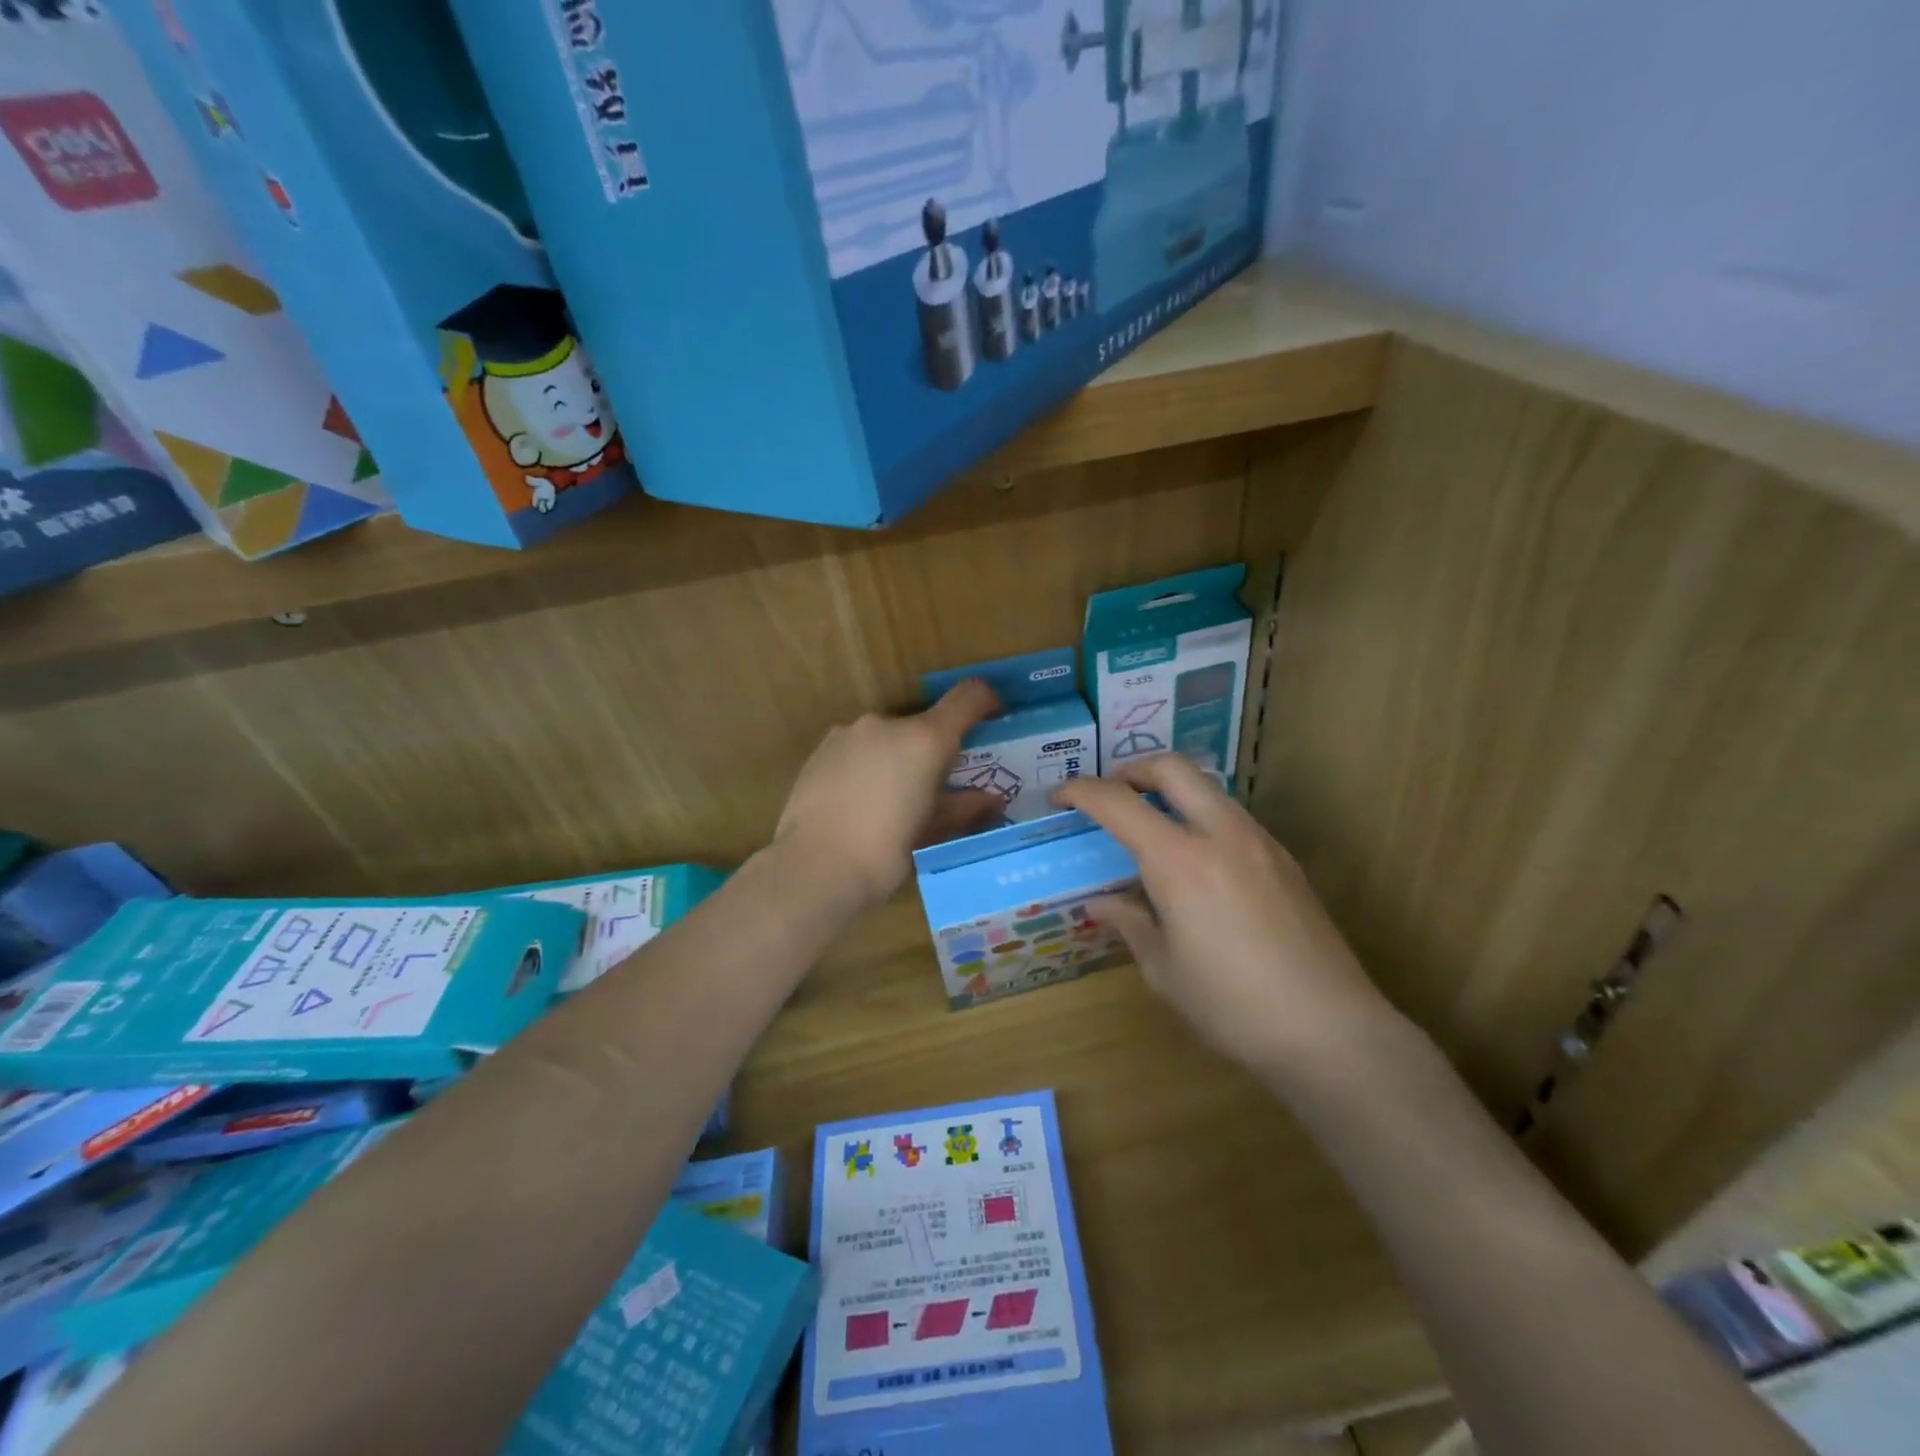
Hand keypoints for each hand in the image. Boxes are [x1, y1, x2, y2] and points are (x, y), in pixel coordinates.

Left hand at [774, 680, 1004, 909]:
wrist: (815, 867)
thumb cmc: (885, 851)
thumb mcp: (932, 831)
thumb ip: (966, 808)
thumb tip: (993, 800)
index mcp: (925, 738)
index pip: (968, 696)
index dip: (987, 701)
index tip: (992, 720)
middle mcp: (887, 723)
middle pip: (923, 724)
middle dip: (932, 750)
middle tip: (933, 789)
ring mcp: (849, 733)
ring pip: (886, 738)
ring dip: (896, 758)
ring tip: (889, 802)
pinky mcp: (820, 749)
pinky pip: (856, 749)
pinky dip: (866, 766)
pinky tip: (858, 804)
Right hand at [1055, 755, 1395, 1076]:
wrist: (1330, 1031)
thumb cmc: (1231, 1006)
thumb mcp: (1163, 969)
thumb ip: (1129, 923)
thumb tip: (1102, 903)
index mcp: (1179, 860)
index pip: (1117, 802)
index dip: (1080, 792)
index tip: (1059, 799)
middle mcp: (1221, 834)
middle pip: (1172, 767)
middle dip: (1132, 770)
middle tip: (1110, 795)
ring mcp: (1260, 842)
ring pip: (1207, 789)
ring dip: (1171, 793)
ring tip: (1150, 830)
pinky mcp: (1285, 861)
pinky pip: (1231, 818)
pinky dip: (1200, 819)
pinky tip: (1195, 865)